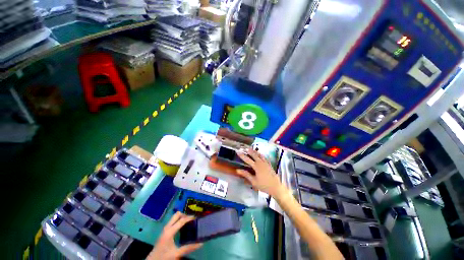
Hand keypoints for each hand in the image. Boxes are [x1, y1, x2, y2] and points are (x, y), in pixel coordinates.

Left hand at [147, 212, 202, 259]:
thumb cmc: (164, 257)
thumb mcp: (177, 253)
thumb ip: (188, 248)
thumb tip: (201, 243)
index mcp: (170, 231)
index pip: (181, 220)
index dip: (189, 218)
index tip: (196, 218)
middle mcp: (167, 227)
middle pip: (177, 215)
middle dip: (185, 215)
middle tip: (192, 219)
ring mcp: (165, 229)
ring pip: (174, 217)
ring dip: (182, 217)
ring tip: (189, 222)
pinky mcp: (165, 231)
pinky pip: (173, 221)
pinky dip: (179, 221)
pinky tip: (183, 227)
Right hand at [236, 148, 282, 196]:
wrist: (276, 187)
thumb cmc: (264, 185)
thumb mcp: (254, 181)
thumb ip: (246, 175)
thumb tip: (238, 170)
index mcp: (256, 166)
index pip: (247, 159)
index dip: (242, 155)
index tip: (238, 151)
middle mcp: (261, 163)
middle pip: (254, 155)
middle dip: (249, 151)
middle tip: (245, 147)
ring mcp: (266, 163)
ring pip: (259, 155)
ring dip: (255, 151)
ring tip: (251, 149)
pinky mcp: (269, 165)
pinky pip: (264, 157)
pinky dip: (261, 155)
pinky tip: (260, 154)